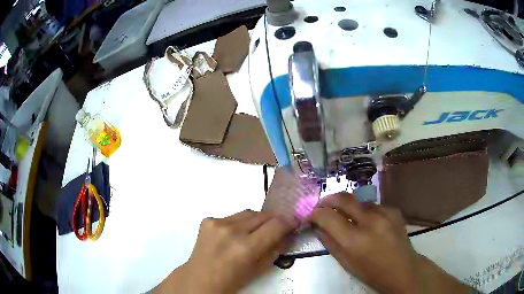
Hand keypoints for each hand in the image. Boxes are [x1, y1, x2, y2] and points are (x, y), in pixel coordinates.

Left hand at [156, 210, 295, 292]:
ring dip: (256, 221)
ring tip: (253, 234)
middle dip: (273, 221)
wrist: (199, 278)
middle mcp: (231, 231)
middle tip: (276, 229)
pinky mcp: (207, 219)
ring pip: (248, 213)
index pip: (277, 224)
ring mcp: (217, 222)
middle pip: (263, 214)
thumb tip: (287, 234)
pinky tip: (233, 236)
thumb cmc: (231, 280)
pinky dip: (238, 224)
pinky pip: (232, 216)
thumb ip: (275, 249)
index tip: (293, 224)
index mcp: (246, 248)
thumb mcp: (259, 270)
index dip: (289, 222)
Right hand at [311, 192, 470, 293]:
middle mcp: (370, 222)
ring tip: (351, 219)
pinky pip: (373, 205)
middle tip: (323, 205)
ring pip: (359, 201)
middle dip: (329, 199)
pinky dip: (366, 211)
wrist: (402, 270)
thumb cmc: (371, 272)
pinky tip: (370, 223)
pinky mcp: (394, 210)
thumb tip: (318, 225)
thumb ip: (329, 242)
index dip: (316, 213)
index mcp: (354, 241)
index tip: (312, 214)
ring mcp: (385, 213)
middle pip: (343, 198)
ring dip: (350, 207)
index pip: (327, 216)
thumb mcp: (345, 262)